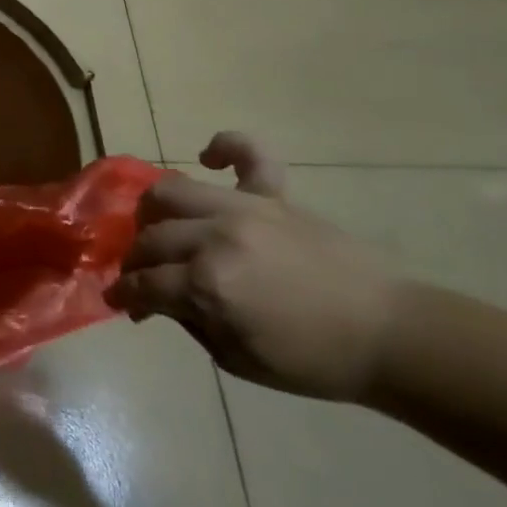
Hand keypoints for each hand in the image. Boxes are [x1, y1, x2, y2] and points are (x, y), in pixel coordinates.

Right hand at [108, 133, 398, 399]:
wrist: (389, 336)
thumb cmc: (313, 360)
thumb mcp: (238, 360)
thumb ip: (191, 322)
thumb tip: (161, 300)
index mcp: (208, 285)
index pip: (145, 283)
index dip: (124, 293)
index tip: (117, 299)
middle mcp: (216, 237)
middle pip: (151, 238)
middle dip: (135, 260)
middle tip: (140, 275)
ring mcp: (245, 210)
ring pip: (173, 192)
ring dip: (154, 211)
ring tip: (160, 226)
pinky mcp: (275, 196)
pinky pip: (248, 153)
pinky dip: (225, 146)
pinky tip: (207, 157)